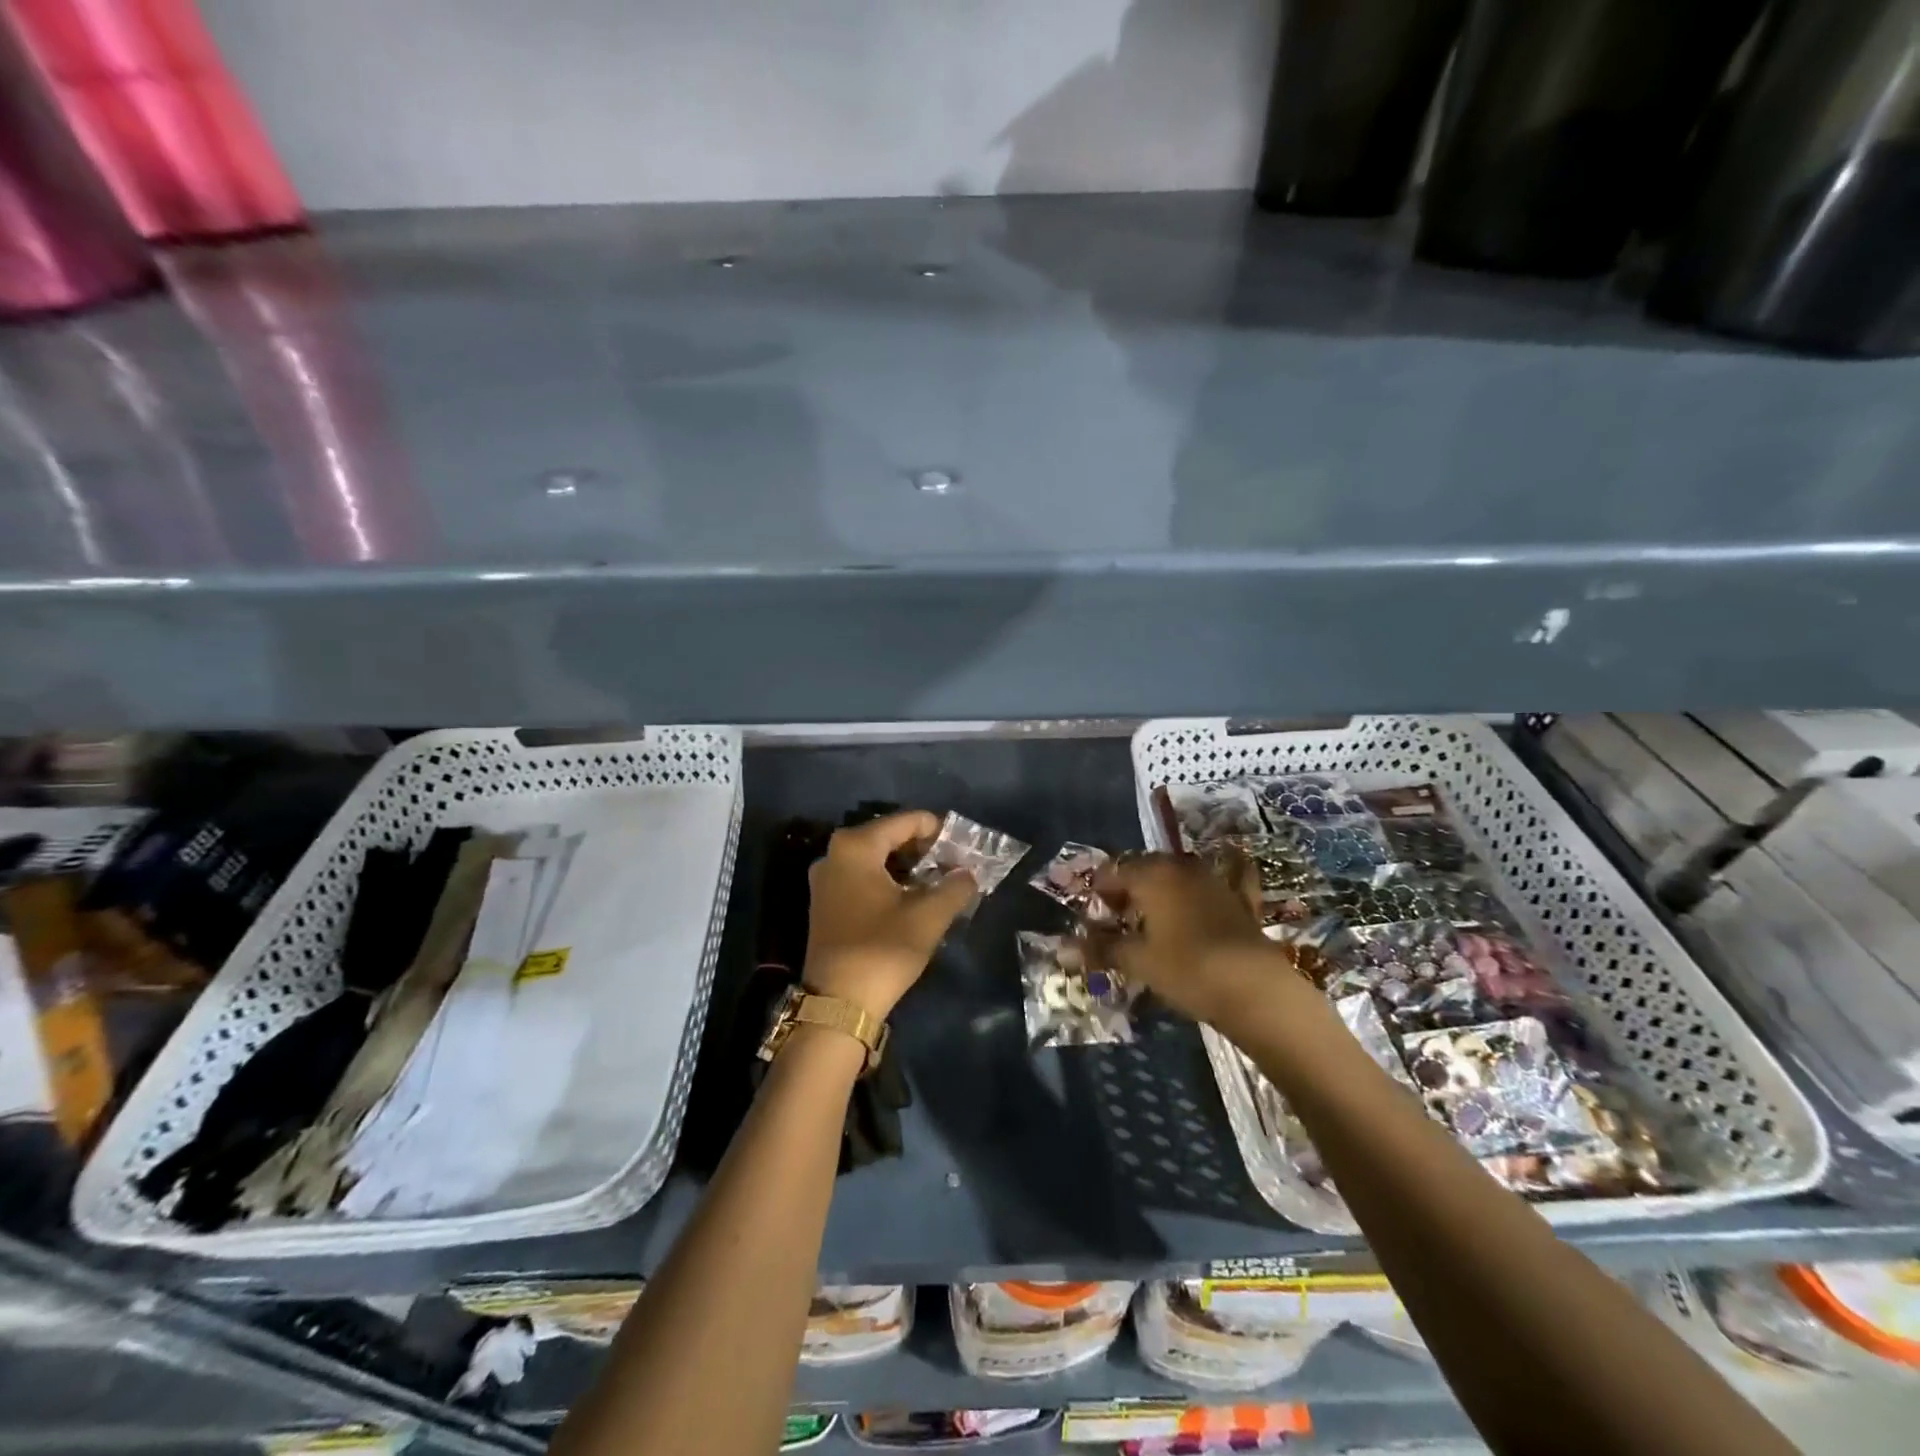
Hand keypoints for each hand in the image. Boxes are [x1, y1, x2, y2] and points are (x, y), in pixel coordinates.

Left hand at [804, 811, 975, 1020]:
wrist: (838, 1003)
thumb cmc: (882, 950)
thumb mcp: (929, 917)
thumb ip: (955, 887)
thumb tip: (968, 874)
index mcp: (856, 847)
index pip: (906, 821)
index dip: (938, 829)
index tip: (963, 846)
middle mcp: (834, 854)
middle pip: (888, 836)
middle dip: (923, 848)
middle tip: (953, 864)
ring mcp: (826, 879)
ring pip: (876, 858)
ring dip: (907, 866)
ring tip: (938, 881)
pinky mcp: (825, 902)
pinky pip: (863, 876)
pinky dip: (889, 880)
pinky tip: (912, 897)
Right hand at [1091, 851, 1296, 1024]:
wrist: (1255, 987)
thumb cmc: (1187, 969)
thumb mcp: (1139, 961)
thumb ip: (1101, 949)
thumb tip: (1062, 948)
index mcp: (1152, 875)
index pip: (1114, 872)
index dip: (1099, 891)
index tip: (1092, 914)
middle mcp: (1181, 868)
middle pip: (1145, 870)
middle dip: (1128, 889)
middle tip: (1117, 918)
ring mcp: (1213, 881)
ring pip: (1177, 877)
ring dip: (1161, 891)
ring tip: (1151, 921)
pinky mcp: (1239, 901)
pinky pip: (1214, 887)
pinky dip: (1203, 893)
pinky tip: (1203, 900)